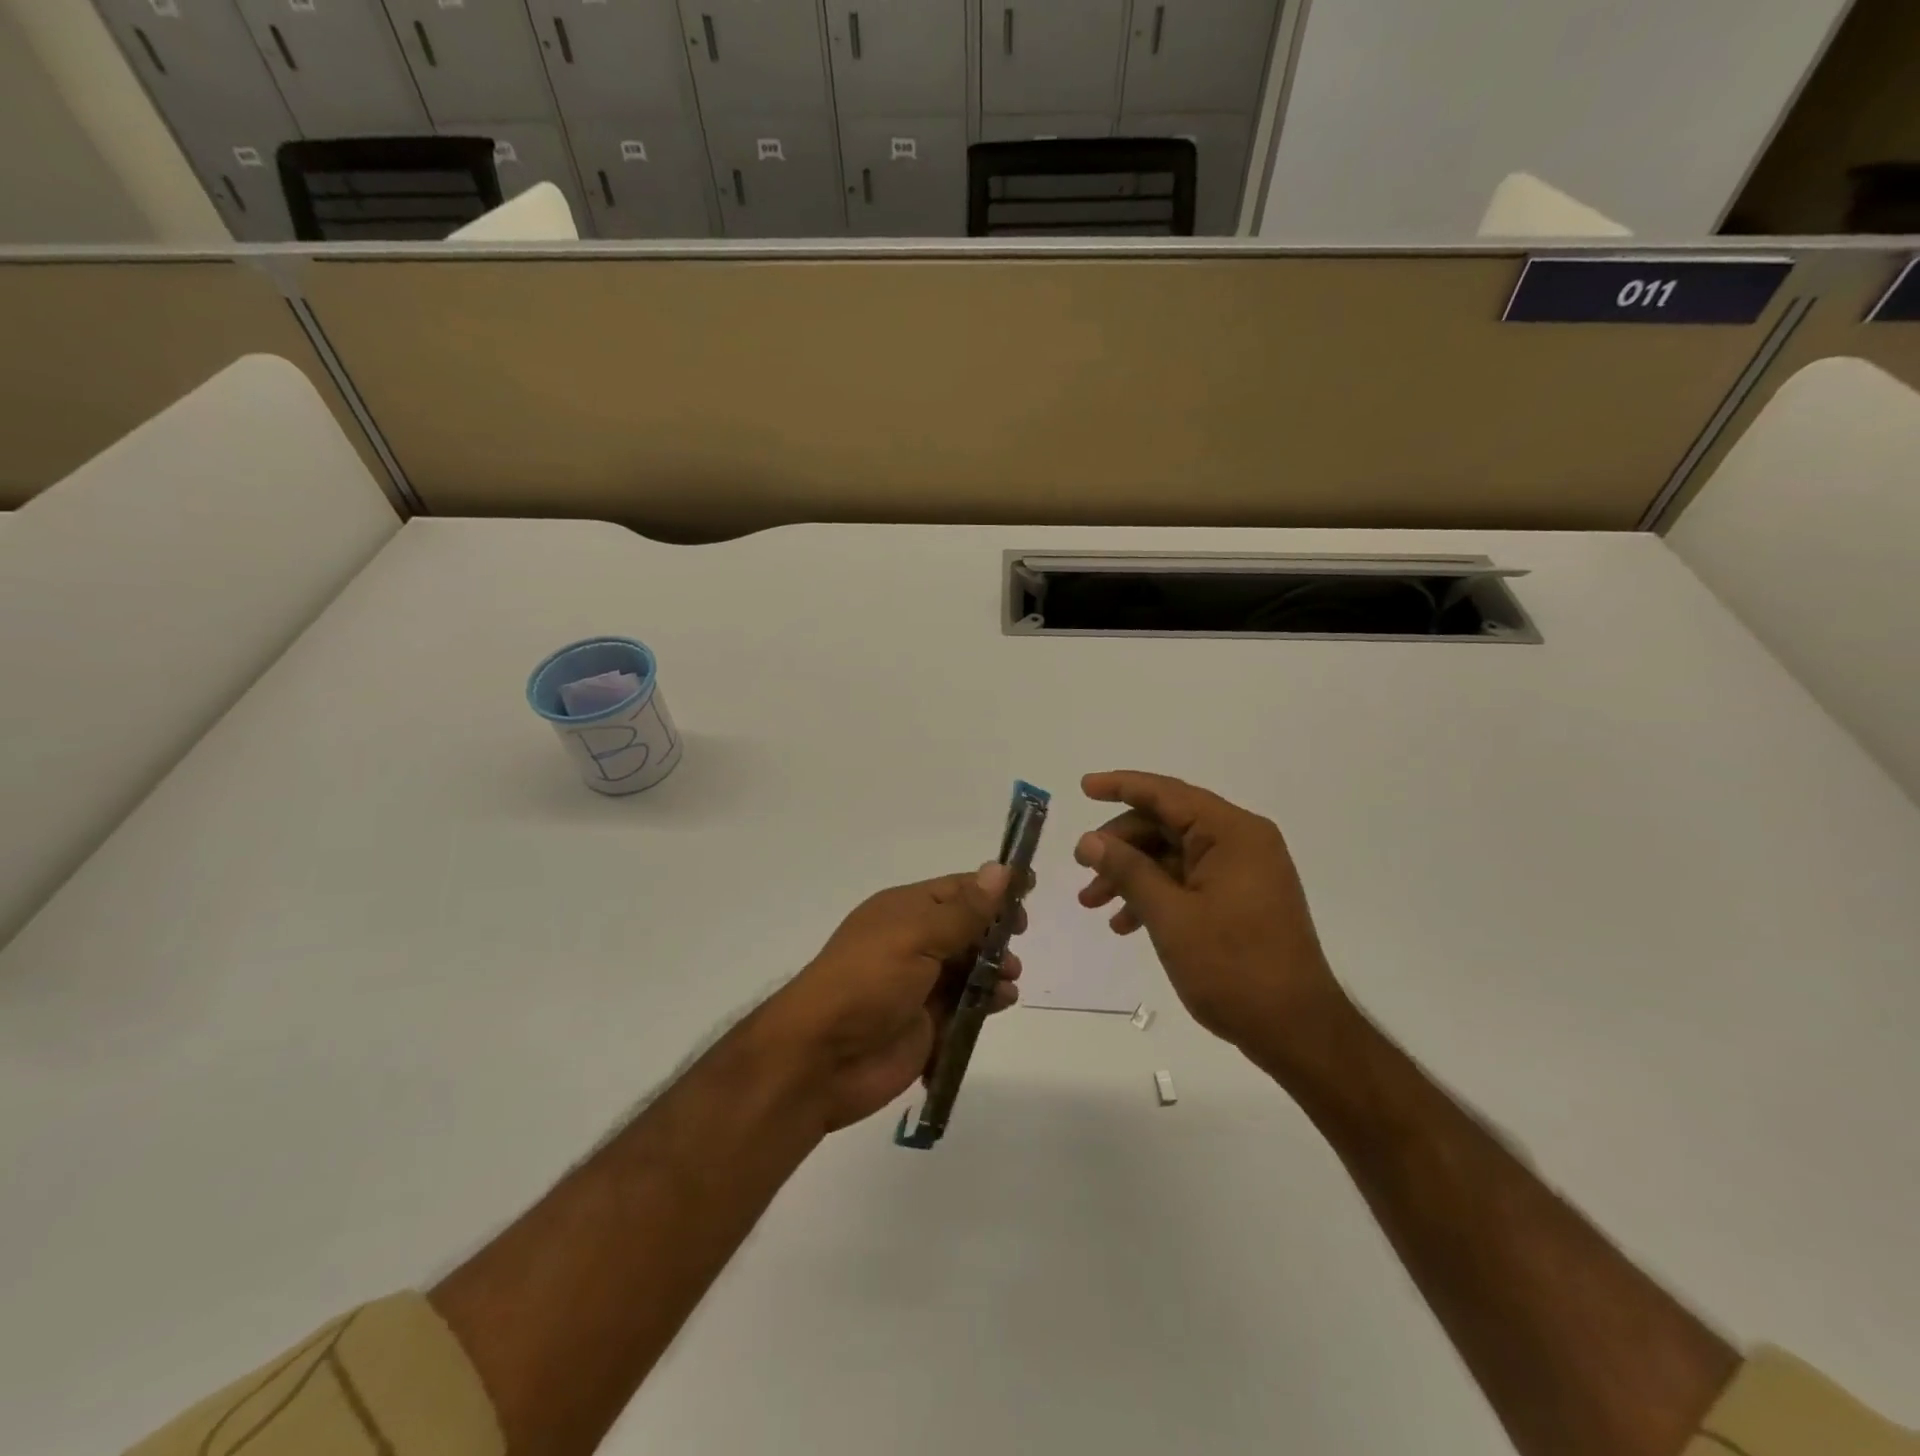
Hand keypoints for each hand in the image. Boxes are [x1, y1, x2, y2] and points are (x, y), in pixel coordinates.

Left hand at [764, 865, 1023, 1132]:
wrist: (822, 1058)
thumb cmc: (868, 982)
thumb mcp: (916, 935)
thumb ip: (964, 910)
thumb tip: (1001, 869)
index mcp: (904, 911)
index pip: (957, 889)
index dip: (992, 889)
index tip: (1029, 890)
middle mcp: (912, 942)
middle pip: (967, 928)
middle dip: (996, 932)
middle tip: (1018, 938)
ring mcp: (920, 985)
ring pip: (970, 968)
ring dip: (995, 969)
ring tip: (1009, 978)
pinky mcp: (928, 1024)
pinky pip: (966, 1006)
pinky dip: (986, 1002)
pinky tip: (1000, 1003)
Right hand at [1073, 771, 1348, 1073]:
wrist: (1296, 1031)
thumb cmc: (1233, 967)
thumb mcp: (1170, 916)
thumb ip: (1128, 870)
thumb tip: (1089, 840)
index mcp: (1232, 833)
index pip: (1167, 794)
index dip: (1121, 786)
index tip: (1083, 787)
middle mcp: (1241, 842)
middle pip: (1166, 824)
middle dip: (1120, 846)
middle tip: (1081, 869)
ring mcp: (1243, 871)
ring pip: (1172, 855)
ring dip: (1131, 875)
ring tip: (1092, 904)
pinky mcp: (1240, 899)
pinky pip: (1188, 881)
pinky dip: (1155, 895)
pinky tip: (1125, 924)